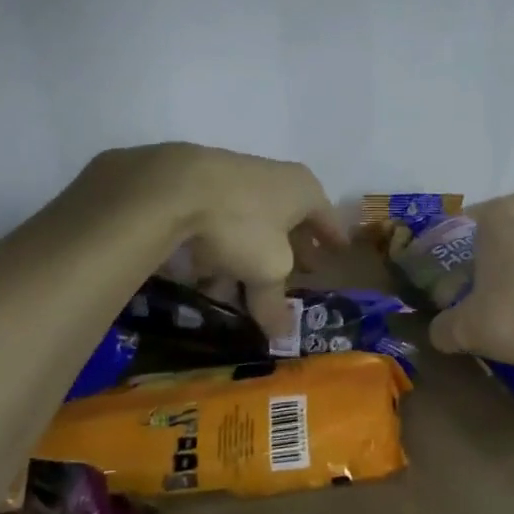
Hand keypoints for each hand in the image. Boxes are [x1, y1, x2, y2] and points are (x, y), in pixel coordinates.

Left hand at [75, 143, 343, 335]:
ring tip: (245, 286)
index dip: (332, 238)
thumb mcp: (267, 271)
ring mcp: (237, 177)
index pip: (326, 217)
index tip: (339, 252)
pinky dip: (222, 247)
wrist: (175, 186)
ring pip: (253, 223)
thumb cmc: (242, 224)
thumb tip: (282, 336)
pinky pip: (223, 223)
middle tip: (298, 270)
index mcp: (303, 189)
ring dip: (252, 254)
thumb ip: (275, 302)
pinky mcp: (202, 185)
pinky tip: (209, 273)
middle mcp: (275, 177)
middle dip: (292, 248)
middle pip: (290, 219)